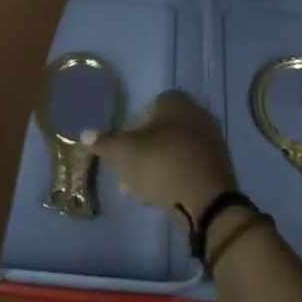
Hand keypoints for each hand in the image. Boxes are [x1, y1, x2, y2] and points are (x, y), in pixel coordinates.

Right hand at [87, 91, 236, 227]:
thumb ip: (104, 142)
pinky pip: (186, 166)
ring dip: (154, 167)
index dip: (130, 128)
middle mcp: (196, 113)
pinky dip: (172, 177)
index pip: (147, 107)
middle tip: (125, 173)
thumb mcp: (124, 153)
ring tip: (138, 190)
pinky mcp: (217, 166)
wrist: (207, 199)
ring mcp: (210, 140)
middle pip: (159, 131)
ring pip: (172, 151)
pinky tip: (159, 196)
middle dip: (140, 152)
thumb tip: (84, 134)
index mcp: (175, 102)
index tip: (120, 149)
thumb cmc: (161, 164)